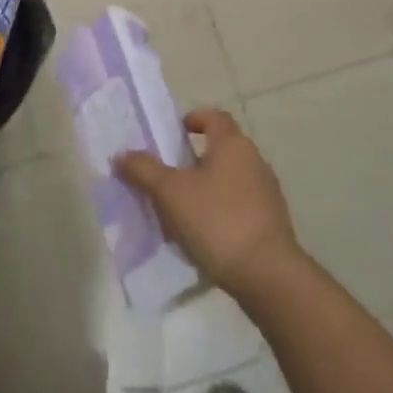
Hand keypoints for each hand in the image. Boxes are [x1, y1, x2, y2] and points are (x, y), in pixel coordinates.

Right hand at [116, 107, 302, 300]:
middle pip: (220, 148)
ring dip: (205, 188)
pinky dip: (220, 212)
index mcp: (232, 144)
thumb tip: (121, 155)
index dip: (192, 119)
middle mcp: (254, 160)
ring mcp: (266, 193)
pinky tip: (204, 236)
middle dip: (192, 159)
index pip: (213, 116)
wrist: (268, 276)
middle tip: (167, 177)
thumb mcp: (171, 194)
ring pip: (229, 179)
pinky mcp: (271, 222)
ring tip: (180, 211)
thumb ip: (144, 170)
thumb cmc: (217, 221)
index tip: (172, 134)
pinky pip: (239, 206)